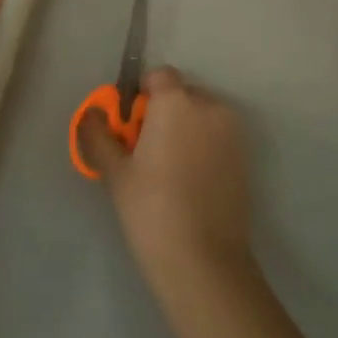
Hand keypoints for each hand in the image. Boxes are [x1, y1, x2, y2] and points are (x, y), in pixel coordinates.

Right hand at [76, 67, 253, 292]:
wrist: (204, 261)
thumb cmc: (152, 209)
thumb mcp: (115, 171)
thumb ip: (99, 134)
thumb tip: (92, 113)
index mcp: (177, 102)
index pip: (159, 76)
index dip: (141, 95)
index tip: (129, 126)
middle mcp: (210, 107)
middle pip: (181, 95)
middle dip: (163, 112)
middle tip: (144, 151)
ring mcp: (233, 133)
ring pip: (201, 116)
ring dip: (184, 129)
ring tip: (167, 169)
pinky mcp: (245, 158)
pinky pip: (217, 137)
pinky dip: (202, 146)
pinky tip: (189, 182)